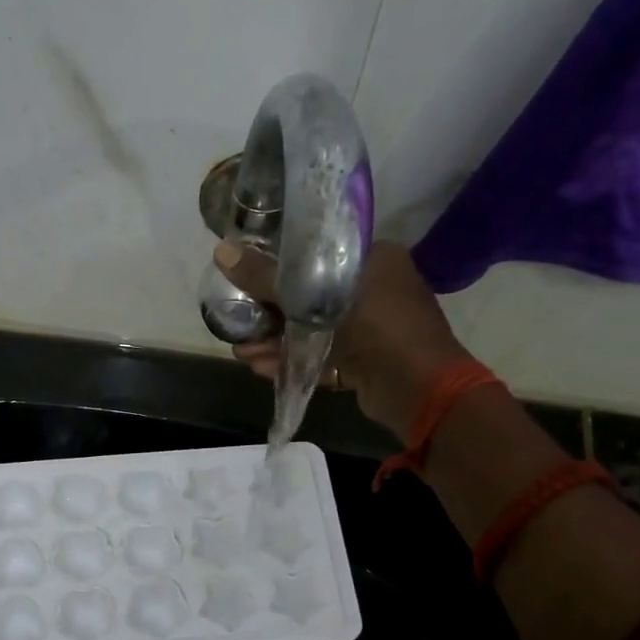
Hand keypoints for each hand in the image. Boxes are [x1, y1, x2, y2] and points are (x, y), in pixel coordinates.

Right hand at [214, 238, 468, 435]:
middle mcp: (374, 288)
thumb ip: (268, 278)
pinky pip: (323, 356)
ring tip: (240, 351)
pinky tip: (259, 367)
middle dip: (271, 311)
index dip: (280, 263)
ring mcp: (370, 328)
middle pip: (310, 294)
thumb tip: (222, 251)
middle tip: (239, 318)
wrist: (418, 387)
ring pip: (313, 330)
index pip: (319, 252)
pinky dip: (294, 361)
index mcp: (373, 258)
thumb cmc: (375, 326)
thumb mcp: (315, 296)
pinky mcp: (364, 362)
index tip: (248, 274)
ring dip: (276, 341)